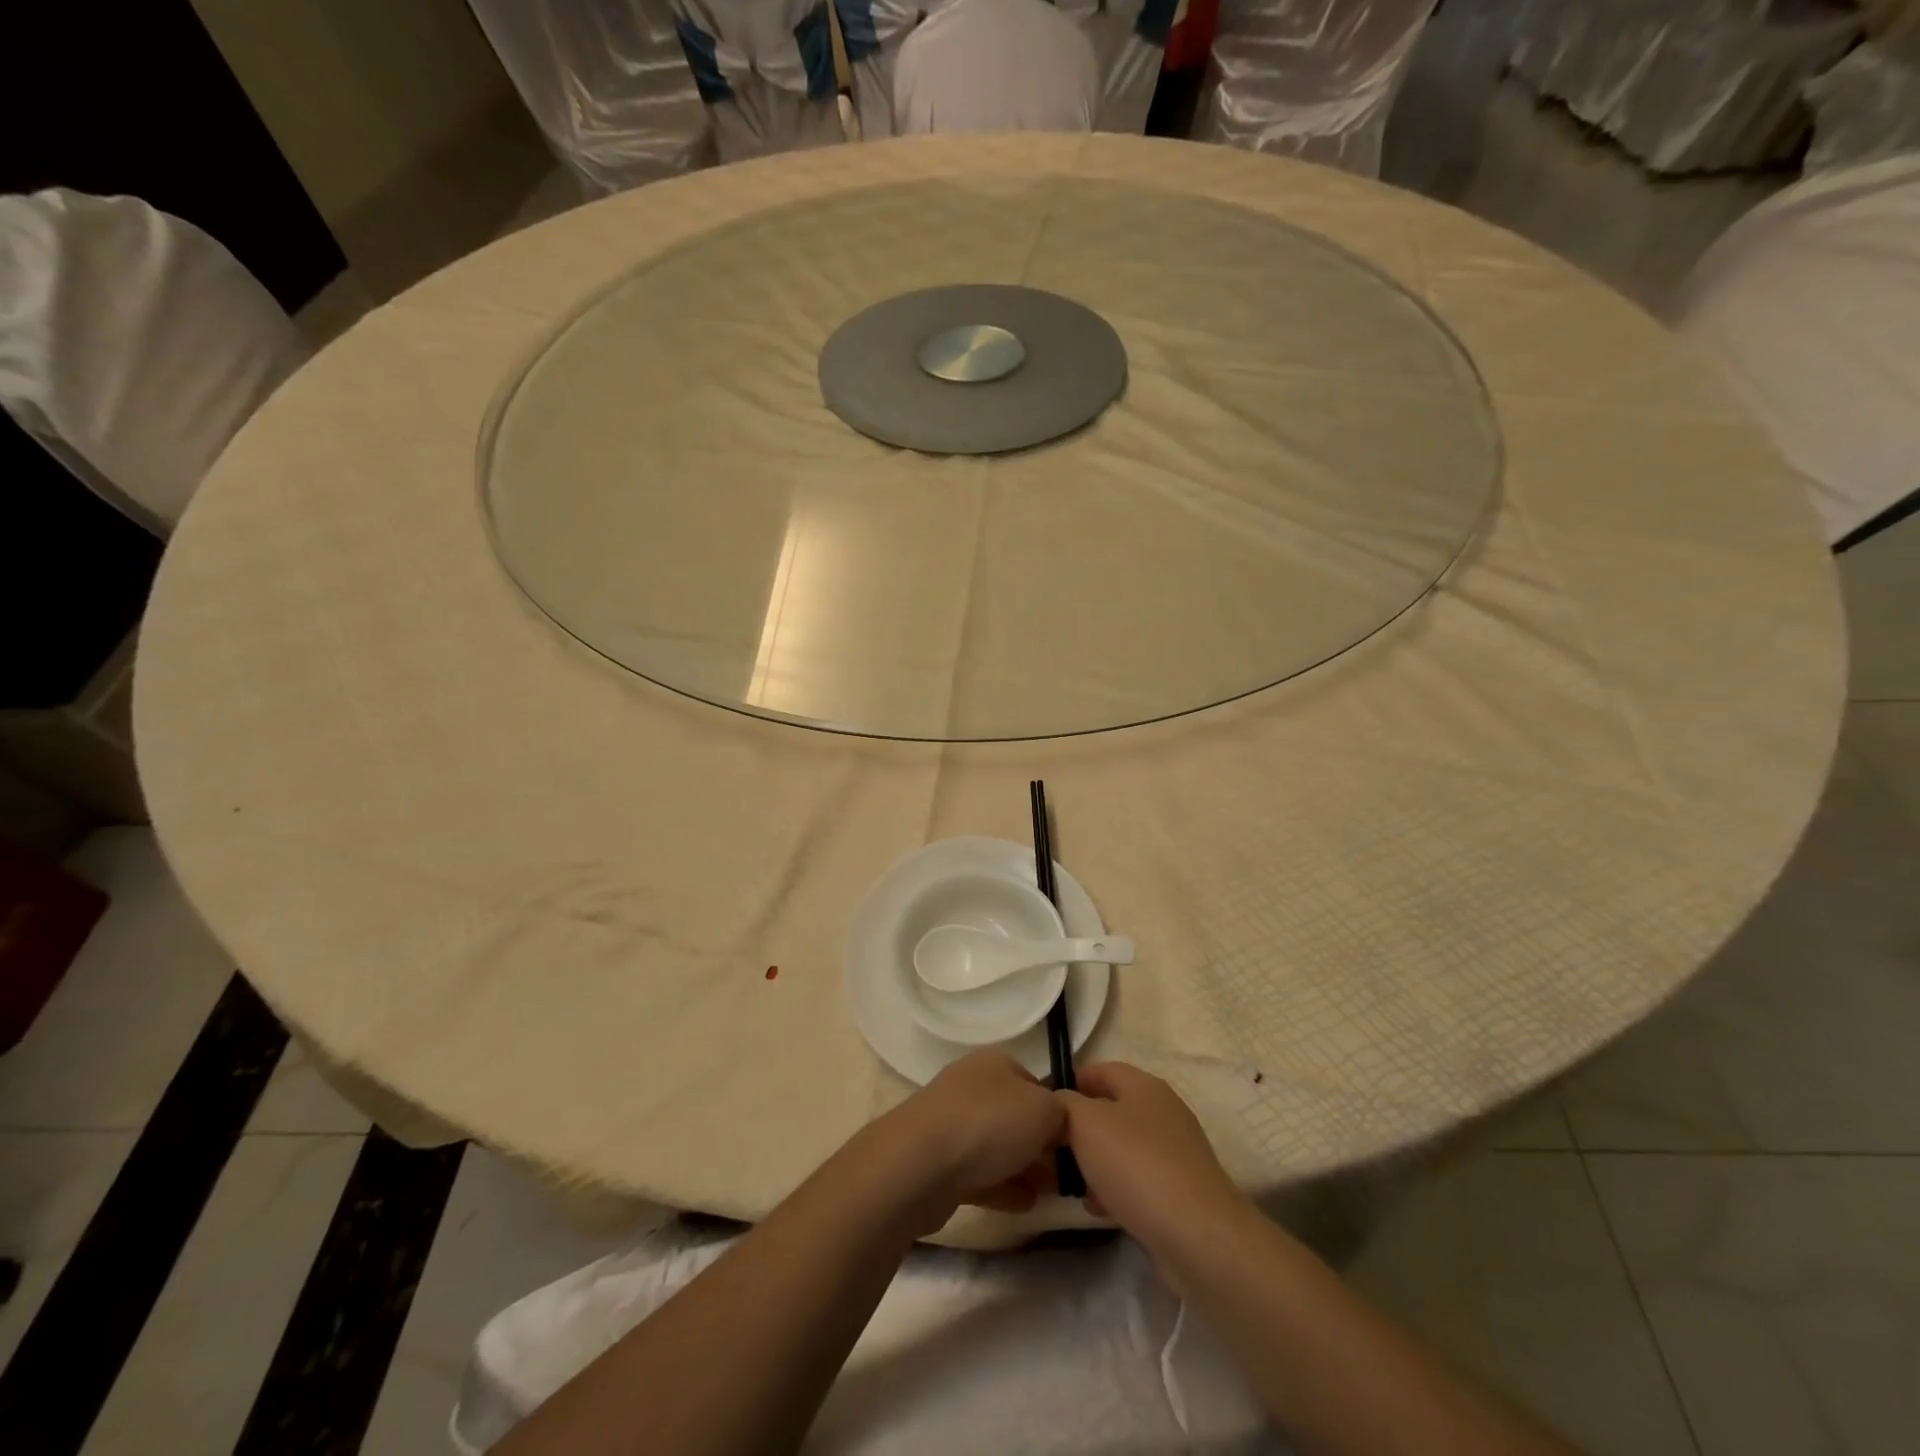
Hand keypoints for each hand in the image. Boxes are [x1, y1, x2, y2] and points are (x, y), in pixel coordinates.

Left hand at [885, 1051, 1066, 1227]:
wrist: (920, 1164)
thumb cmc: (990, 1124)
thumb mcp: (1046, 1110)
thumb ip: (1063, 1114)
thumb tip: (1061, 1123)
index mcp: (996, 1063)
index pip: (1037, 1084)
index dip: (1059, 1113)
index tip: (1078, 1144)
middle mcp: (972, 1086)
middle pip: (1017, 1116)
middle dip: (1042, 1145)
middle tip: (1067, 1175)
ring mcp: (952, 1123)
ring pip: (998, 1146)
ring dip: (1024, 1168)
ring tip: (1049, 1194)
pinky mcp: (939, 1162)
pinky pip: (979, 1173)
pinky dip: (1002, 1187)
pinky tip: (1023, 1205)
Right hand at [1057, 1062, 1242, 1255]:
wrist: (1198, 1236)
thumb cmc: (1136, 1165)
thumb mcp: (1084, 1123)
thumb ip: (1063, 1105)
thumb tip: (1058, 1105)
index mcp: (1143, 1085)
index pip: (1096, 1070)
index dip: (1066, 1084)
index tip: (1040, 1111)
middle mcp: (1161, 1111)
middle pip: (1108, 1110)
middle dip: (1077, 1130)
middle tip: (1049, 1152)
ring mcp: (1174, 1152)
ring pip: (1120, 1147)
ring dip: (1093, 1162)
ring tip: (1070, 1186)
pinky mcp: (1179, 1190)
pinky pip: (1136, 1179)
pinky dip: (1114, 1188)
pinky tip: (1098, 1209)